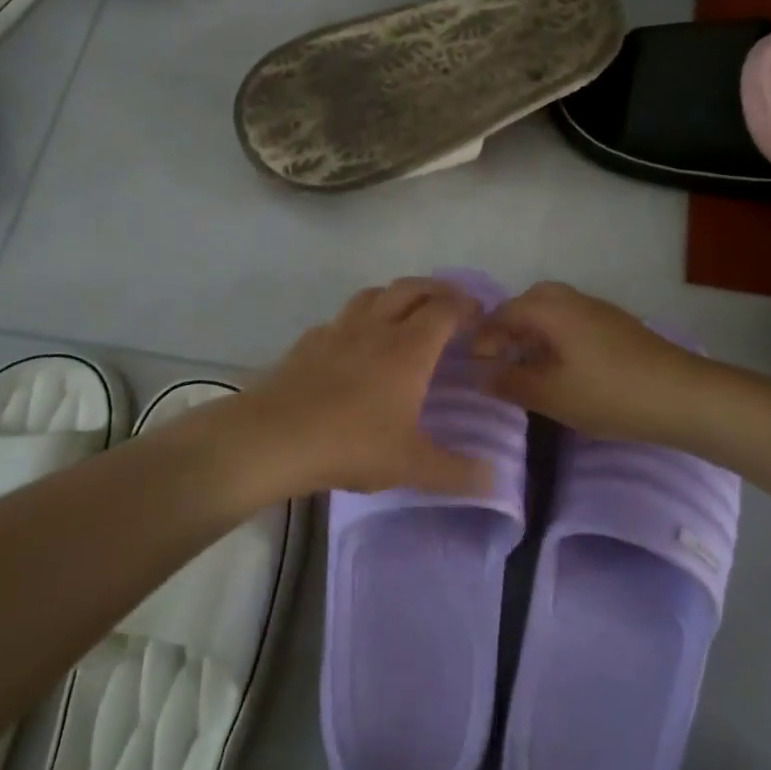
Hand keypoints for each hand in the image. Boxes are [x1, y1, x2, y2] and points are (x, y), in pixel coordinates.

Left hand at [223, 278, 491, 498]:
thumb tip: (495, 480)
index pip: (445, 309)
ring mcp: (339, 329)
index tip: (479, 315)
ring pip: (374, 294)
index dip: (466, 306)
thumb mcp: (411, 466)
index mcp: (408, 348)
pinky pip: (342, 317)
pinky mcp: (309, 340)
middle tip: (450, 305)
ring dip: (397, 295)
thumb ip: (456, 472)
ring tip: (405, 313)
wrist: (274, 437)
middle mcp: (376, 326)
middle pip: (411, 288)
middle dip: (436, 290)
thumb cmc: (351, 444)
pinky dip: (360, 318)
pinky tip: (355, 341)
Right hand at [471, 281, 713, 440]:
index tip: (476, 369)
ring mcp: (598, 310)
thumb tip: (479, 374)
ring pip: (554, 310)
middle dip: (509, 328)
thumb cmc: (610, 394)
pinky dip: (557, 336)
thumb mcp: (551, 395)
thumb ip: (510, 382)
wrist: (683, 395)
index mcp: (551, 309)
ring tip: (529, 367)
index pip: (503, 313)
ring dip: (534, 332)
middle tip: (501, 361)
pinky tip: (563, 368)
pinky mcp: (617, 325)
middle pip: (529, 302)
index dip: (484, 339)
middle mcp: (572, 299)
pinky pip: (573, 320)